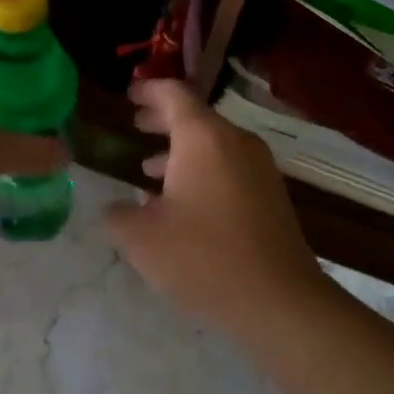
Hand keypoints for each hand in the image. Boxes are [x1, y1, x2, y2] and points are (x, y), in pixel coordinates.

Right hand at [106, 80, 327, 336]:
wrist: (280, 302)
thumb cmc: (204, 258)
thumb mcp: (142, 239)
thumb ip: (117, 216)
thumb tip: (113, 209)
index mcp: (203, 138)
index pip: (173, 94)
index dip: (148, 91)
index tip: (128, 95)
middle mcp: (235, 142)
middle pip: (195, 117)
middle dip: (161, 120)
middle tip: (135, 124)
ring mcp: (259, 168)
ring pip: (212, 145)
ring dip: (179, 151)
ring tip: (148, 169)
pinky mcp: (270, 196)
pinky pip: (229, 168)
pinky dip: (201, 172)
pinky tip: (181, 205)